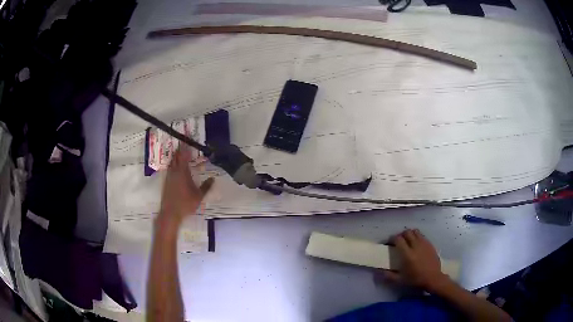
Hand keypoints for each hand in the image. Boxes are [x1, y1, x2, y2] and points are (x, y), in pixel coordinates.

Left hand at [158, 146, 213, 224]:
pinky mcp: (166, 182)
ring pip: (172, 162)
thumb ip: (206, 186)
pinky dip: (174, 164)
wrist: (170, 213)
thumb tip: (213, 179)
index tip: (187, 139)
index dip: (185, 147)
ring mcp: (169, 176)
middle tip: (185, 144)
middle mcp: (174, 171)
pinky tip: (177, 168)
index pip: (183, 155)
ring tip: (181, 153)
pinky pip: (170, 168)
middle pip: (176, 156)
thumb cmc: (186, 204)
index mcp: (183, 172)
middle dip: (180, 149)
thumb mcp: (199, 196)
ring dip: (176, 156)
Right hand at [383, 229, 448, 291]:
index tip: (389, 243)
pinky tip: (416, 244)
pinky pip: (422, 236)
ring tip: (407, 241)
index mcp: (407, 254)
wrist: (433, 278)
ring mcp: (424, 244)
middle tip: (398, 241)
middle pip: (407, 232)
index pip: (398, 239)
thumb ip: (388, 275)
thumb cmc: (416, 280)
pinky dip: (417, 237)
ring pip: (415, 232)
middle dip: (401, 235)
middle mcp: (415, 246)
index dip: (392, 239)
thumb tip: (378, 271)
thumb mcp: (400, 280)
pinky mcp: (430, 244)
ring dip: (409, 234)